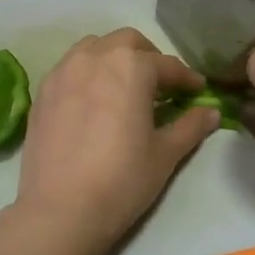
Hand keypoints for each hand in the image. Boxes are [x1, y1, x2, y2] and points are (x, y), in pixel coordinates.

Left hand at [11, 29, 217, 254]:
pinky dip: (88, 74)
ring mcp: (63, 72)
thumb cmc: (121, 180)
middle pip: (128, 43)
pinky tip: (94, 101)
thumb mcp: (164, 154)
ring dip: (115, 59)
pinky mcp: (42, 92)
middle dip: (149, 58)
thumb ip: (190, 126)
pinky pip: (70, 68)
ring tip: (125, 88)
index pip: (166, 65)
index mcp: (130, 66)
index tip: (197, 92)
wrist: (60, 210)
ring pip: (94, 48)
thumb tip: (211, 112)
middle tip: (161, 86)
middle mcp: (94, 57)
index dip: (186, 79)